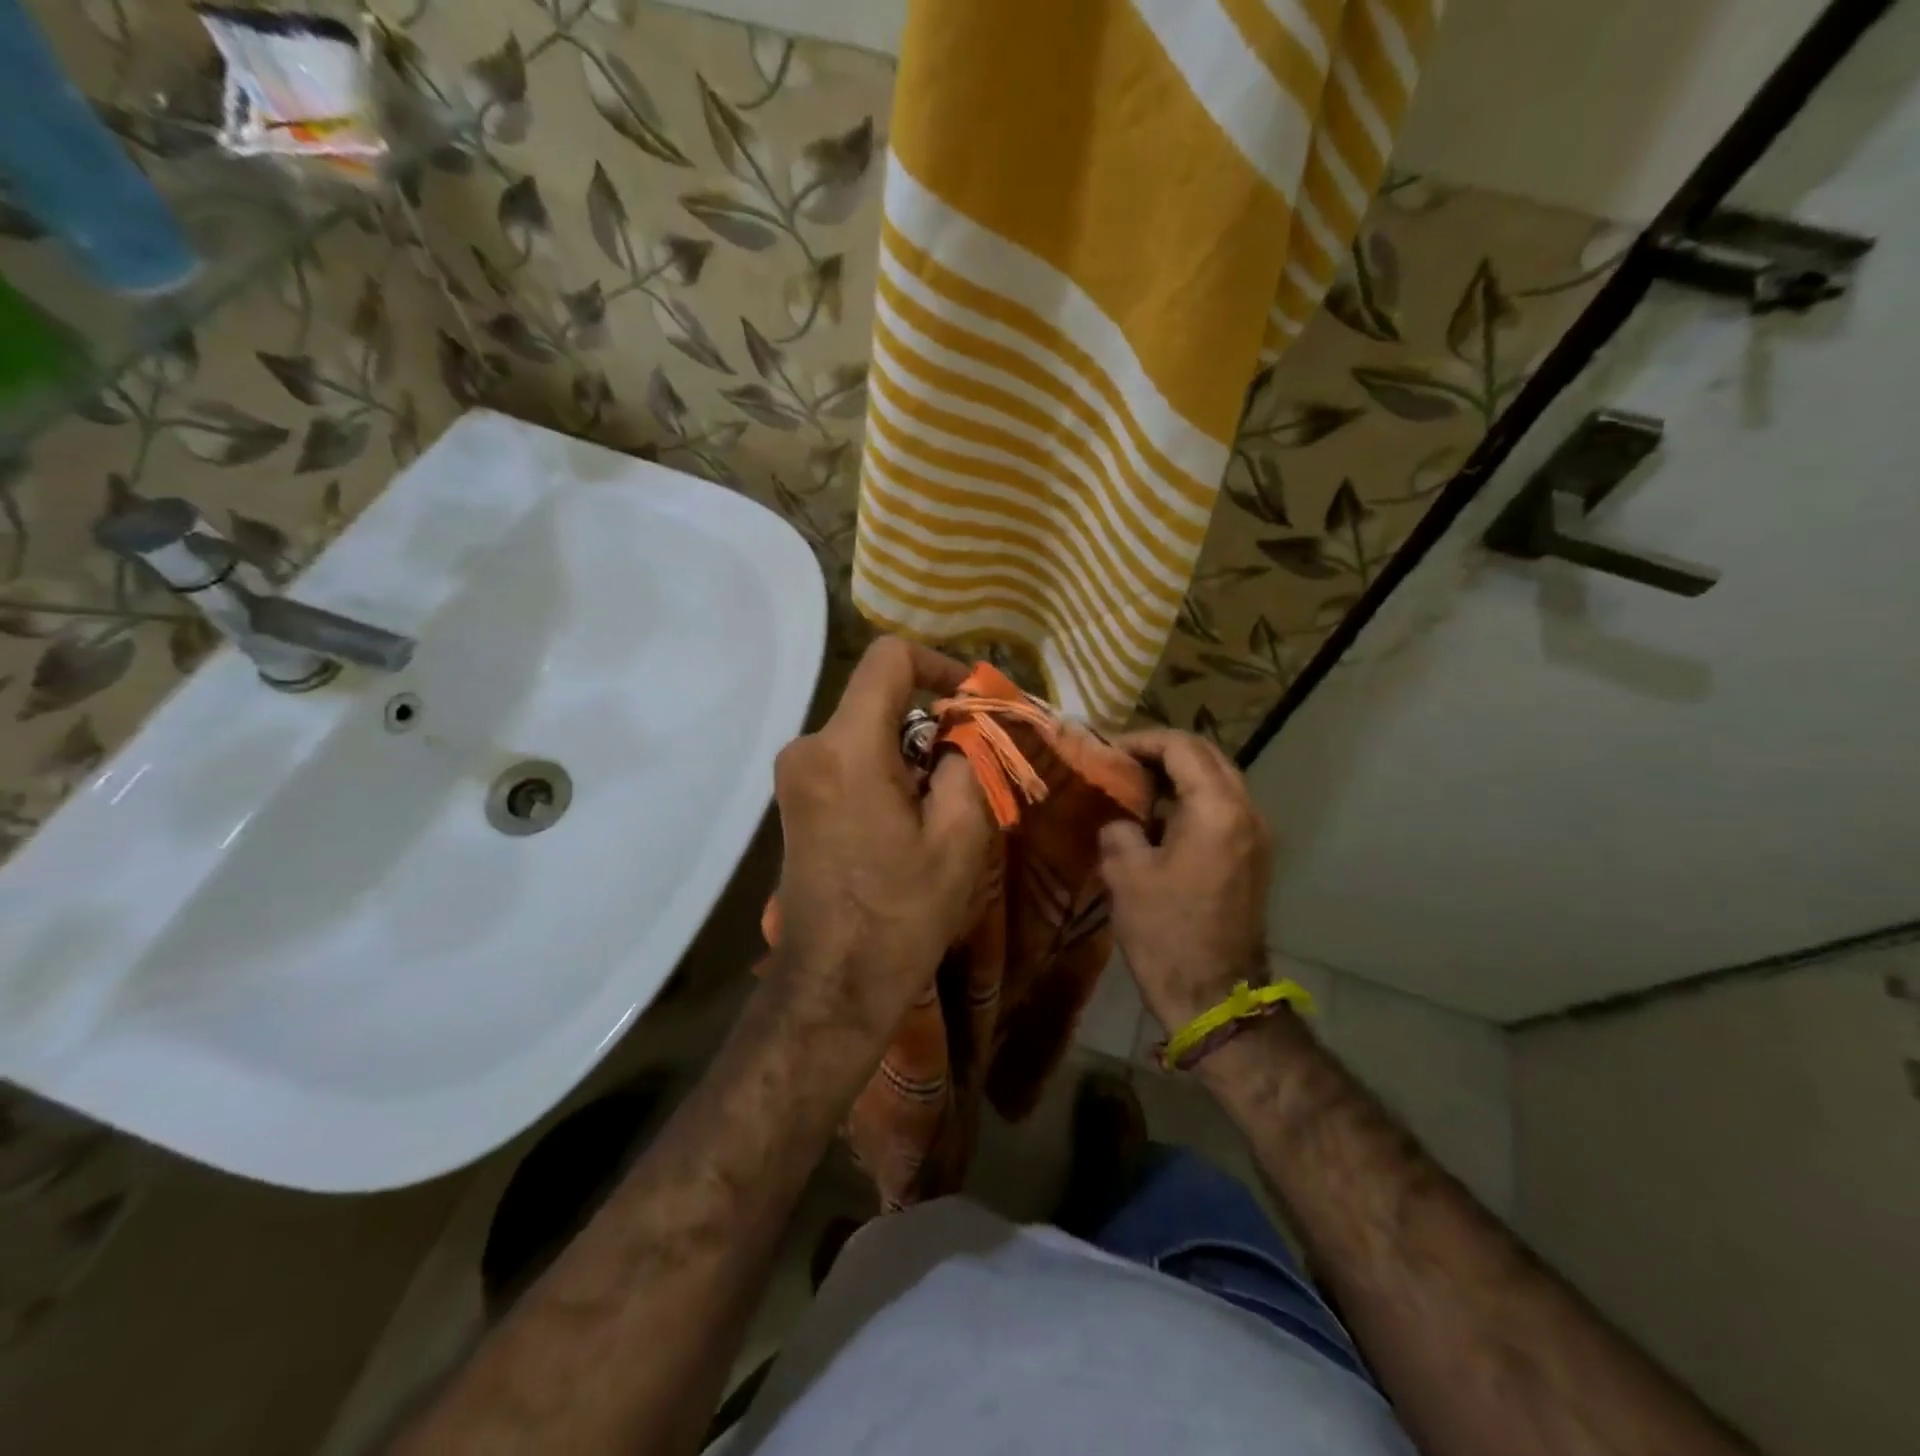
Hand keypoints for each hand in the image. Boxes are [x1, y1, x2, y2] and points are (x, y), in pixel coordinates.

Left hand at [770, 637, 992, 1038]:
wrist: (834, 982)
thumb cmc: (902, 912)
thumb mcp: (960, 836)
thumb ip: (968, 762)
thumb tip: (963, 731)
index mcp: (847, 747)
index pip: (889, 659)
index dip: (939, 665)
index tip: (971, 702)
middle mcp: (808, 747)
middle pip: (879, 698)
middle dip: (930, 721)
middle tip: (971, 766)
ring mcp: (794, 774)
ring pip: (865, 729)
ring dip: (909, 750)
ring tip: (944, 803)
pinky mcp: (794, 799)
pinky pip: (847, 758)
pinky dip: (884, 768)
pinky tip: (907, 818)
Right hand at [1098, 730, 1272, 1030]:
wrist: (1215, 995)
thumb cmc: (1166, 932)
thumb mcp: (1126, 873)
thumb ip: (1120, 828)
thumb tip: (1121, 819)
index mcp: (1217, 808)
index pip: (1181, 747)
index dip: (1141, 741)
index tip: (1108, 752)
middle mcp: (1246, 811)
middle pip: (1207, 756)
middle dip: (1163, 752)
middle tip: (1122, 763)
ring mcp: (1256, 835)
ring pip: (1218, 781)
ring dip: (1179, 775)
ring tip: (1136, 786)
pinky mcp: (1254, 857)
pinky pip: (1223, 808)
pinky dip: (1192, 800)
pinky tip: (1159, 819)